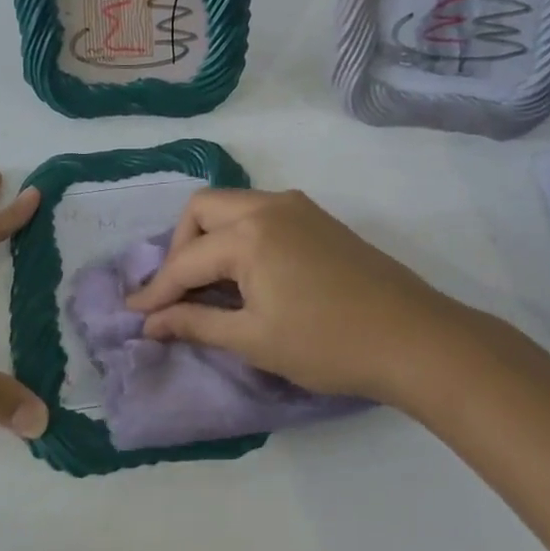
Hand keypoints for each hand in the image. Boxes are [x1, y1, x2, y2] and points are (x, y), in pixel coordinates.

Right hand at [125, 188, 470, 405]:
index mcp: (249, 233)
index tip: (135, 315)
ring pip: (233, 206)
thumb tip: (151, 323)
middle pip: (202, 209)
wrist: (414, 339)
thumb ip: (197, 323)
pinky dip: (239, 236)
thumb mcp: (254, 339)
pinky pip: (261, 213)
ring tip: (208, 283)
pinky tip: (246, 273)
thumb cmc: (328, 344)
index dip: (156, 291)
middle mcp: (269, 206)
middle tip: (178, 291)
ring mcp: (298, 207)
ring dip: (210, 238)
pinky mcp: (319, 219)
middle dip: (180, 247)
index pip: (186, 259)